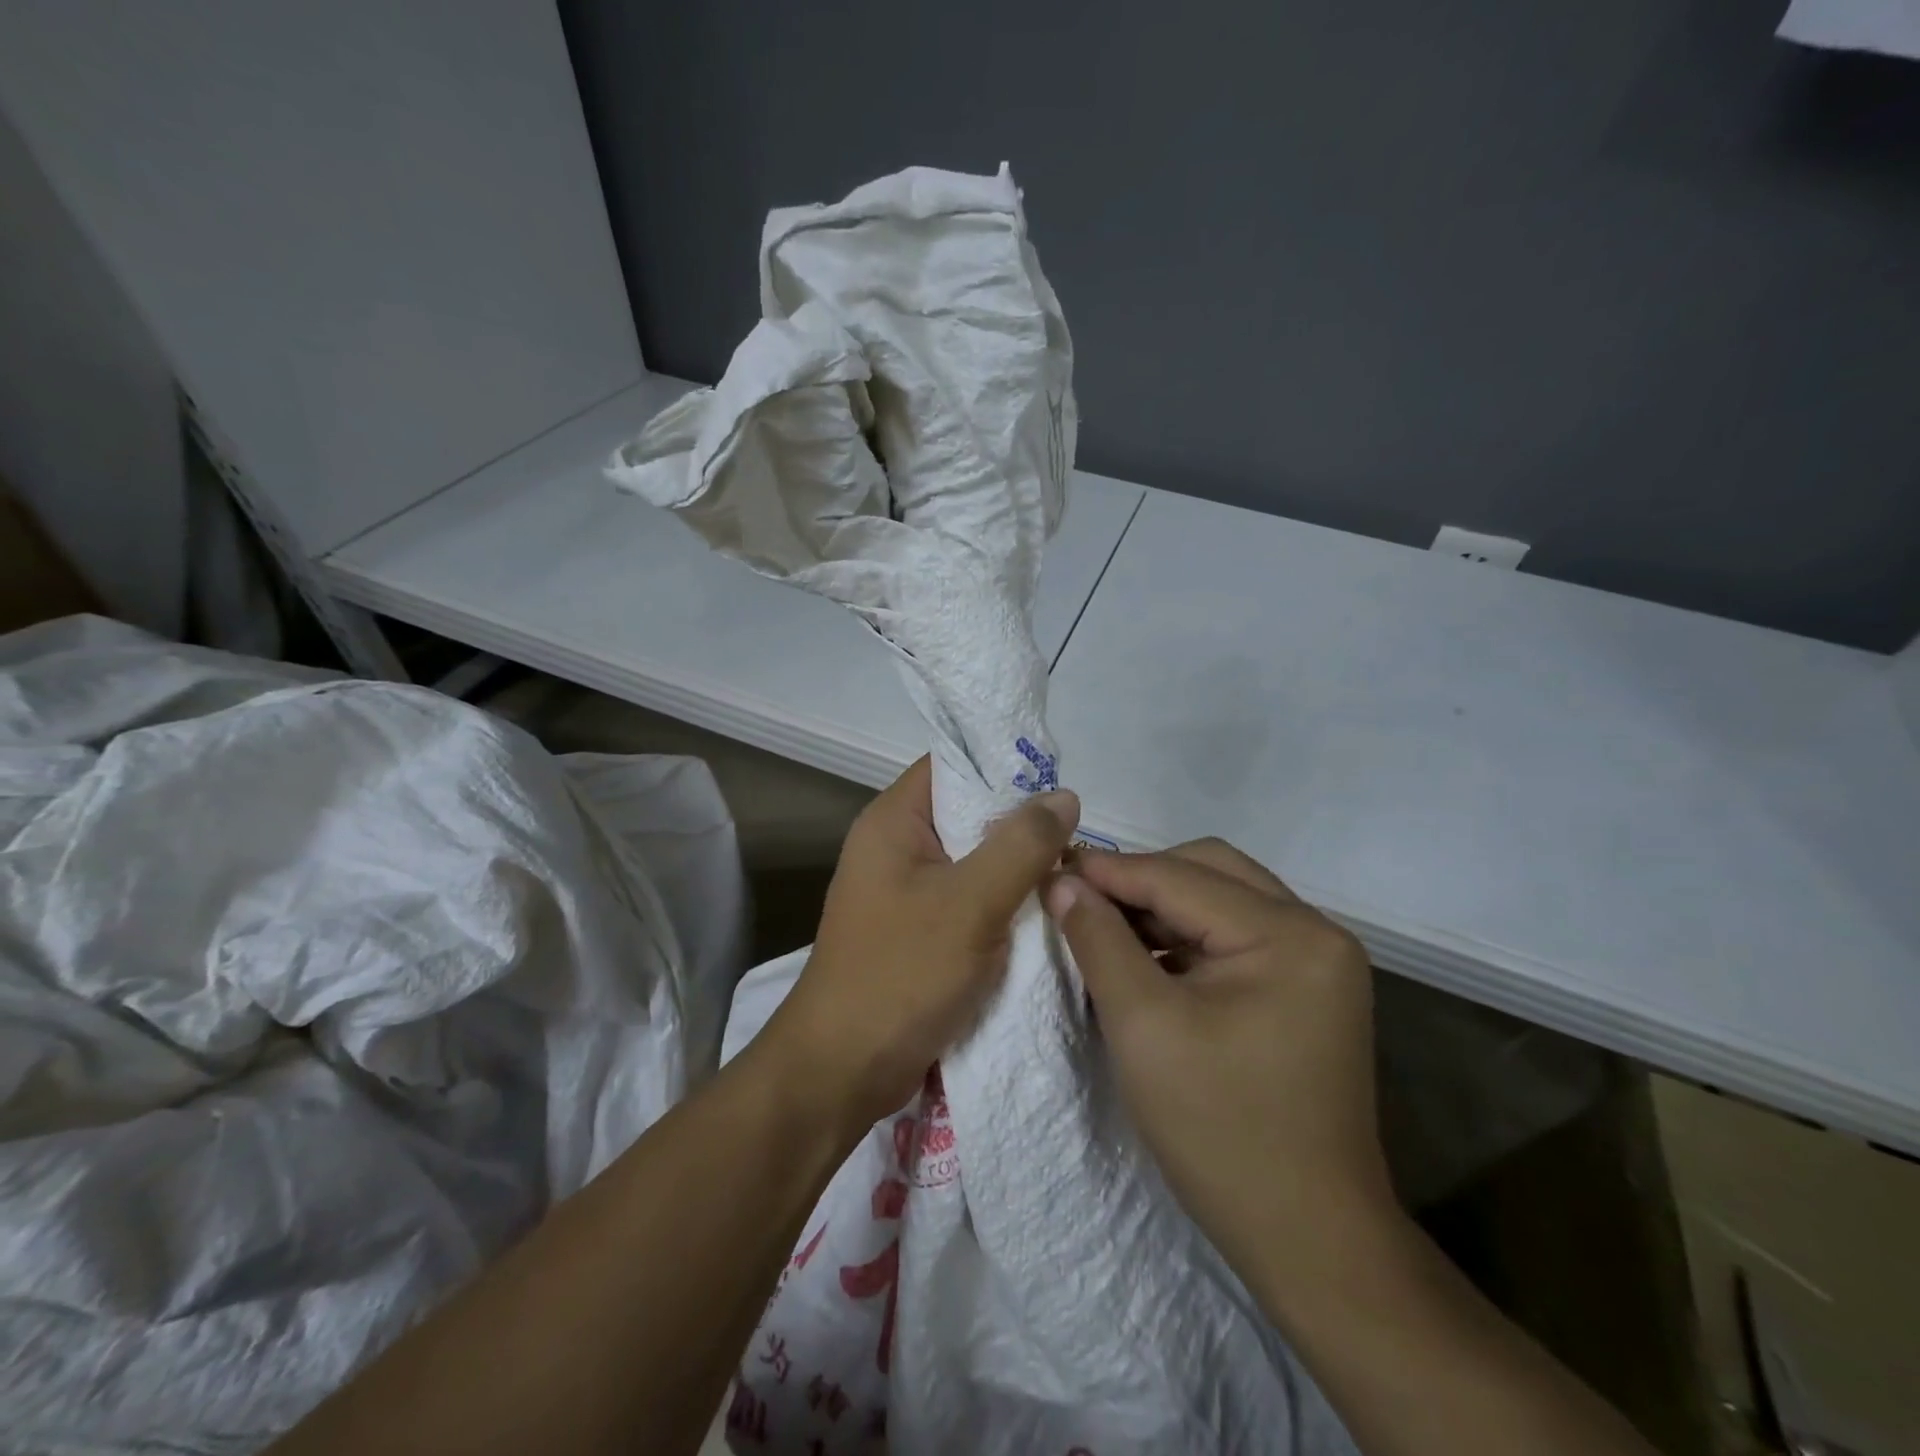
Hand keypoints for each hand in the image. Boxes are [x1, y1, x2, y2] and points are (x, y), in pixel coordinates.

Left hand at [761, 756, 1079, 1136]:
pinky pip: (969, 900)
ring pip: (974, 860)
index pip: (953, 765)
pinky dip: (1003, 903)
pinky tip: (1045, 914)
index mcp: (893, 821)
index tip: (1059, 783)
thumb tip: (1064, 795)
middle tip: (1080, 837)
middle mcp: (896, 846)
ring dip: (1017, 868)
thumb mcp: (970, 904)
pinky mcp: (918, 930)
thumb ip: (1021, 846)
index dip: (1004, 765)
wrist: (842, 1071)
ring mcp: (905, 891)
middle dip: (1022, 824)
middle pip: (968, 813)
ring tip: (1073, 873)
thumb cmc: (901, 974)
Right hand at [1046, 840, 1391, 1274]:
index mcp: (1289, 934)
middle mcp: (1316, 931)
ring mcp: (1318, 961)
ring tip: (1103, 926)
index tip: (1048, 868)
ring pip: (1222, 899)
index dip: (1108, 870)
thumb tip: (1063, 881)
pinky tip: (1144, 958)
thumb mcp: (1142, 1026)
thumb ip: (1099, 941)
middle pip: (1210, 871)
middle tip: (1080, 898)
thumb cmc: (1219, 1130)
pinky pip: (1234, 936)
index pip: (1180, 877)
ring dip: (1161, 906)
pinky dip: (1186, 936)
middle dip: (1140, 879)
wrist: (1309, 1240)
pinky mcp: (1307, 989)